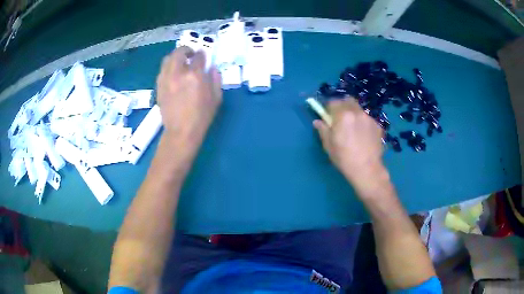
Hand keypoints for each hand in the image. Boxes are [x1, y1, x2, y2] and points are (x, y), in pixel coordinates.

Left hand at [156, 46, 221, 151]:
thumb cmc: (201, 117)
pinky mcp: (159, 87)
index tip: (203, 55)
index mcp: (195, 76)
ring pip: (167, 59)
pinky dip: (168, 67)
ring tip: (180, 62)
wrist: (181, 132)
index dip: (202, 54)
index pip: (198, 56)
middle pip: (179, 52)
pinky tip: (173, 74)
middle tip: (190, 55)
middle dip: (186, 50)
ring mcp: (166, 80)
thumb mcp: (216, 98)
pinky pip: (162, 71)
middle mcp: (178, 74)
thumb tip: (211, 68)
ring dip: (175, 57)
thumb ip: (215, 79)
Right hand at [313, 97, 385, 187]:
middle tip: (341, 118)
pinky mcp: (378, 126)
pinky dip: (363, 123)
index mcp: (343, 115)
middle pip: (348, 100)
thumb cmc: (344, 158)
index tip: (328, 115)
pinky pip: (368, 119)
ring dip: (354, 114)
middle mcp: (357, 112)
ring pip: (359, 109)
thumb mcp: (329, 145)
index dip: (329, 108)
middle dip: (342, 106)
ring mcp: (369, 118)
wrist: (367, 169)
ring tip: (354, 128)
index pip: (333, 102)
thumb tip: (317, 121)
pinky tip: (364, 136)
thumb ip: (323, 130)